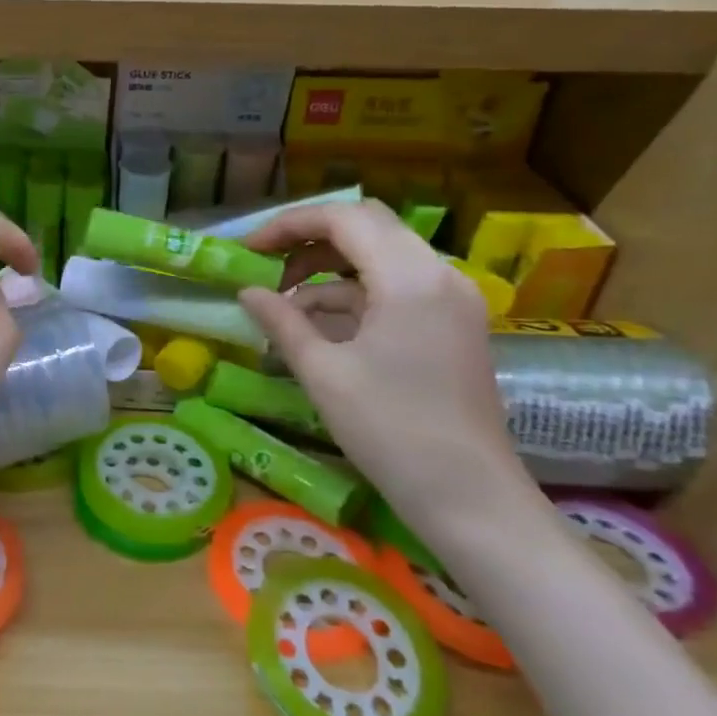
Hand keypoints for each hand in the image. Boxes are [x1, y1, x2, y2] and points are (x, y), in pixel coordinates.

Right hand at [236, 200, 537, 539]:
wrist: (469, 497)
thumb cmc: (390, 430)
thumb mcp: (323, 373)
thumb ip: (282, 322)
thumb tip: (246, 292)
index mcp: (409, 278)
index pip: (344, 218)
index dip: (289, 225)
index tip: (248, 249)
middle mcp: (438, 275)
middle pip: (367, 228)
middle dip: (310, 240)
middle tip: (266, 266)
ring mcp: (451, 300)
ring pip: (381, 257)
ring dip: (329, 270)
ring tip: (284, 303)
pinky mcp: (452, 325)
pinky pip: (396, 289)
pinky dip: (354, 295)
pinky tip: (318, 327)